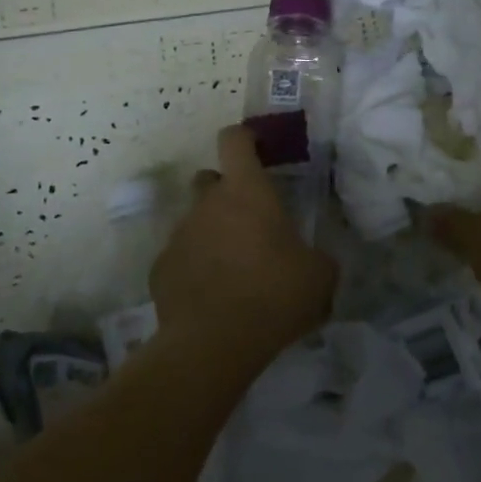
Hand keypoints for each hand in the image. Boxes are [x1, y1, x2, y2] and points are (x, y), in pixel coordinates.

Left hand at [150, 125, 336, 360]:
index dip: (244, 138)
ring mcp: (178, 235)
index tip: (256, 148)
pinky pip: (180, 257)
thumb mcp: (320, 276)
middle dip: (226, 192)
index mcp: (246, 191)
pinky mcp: (160, 269)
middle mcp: (207, 204)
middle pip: (209, 179)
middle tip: (249, 222)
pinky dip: (194, 267)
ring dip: (212, 234)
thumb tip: (314, 261)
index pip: (235, 140)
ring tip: (233, 270)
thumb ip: (317, 257)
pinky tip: (211, 295)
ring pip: (195, 221)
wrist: (214, 343)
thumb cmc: (274, 295)